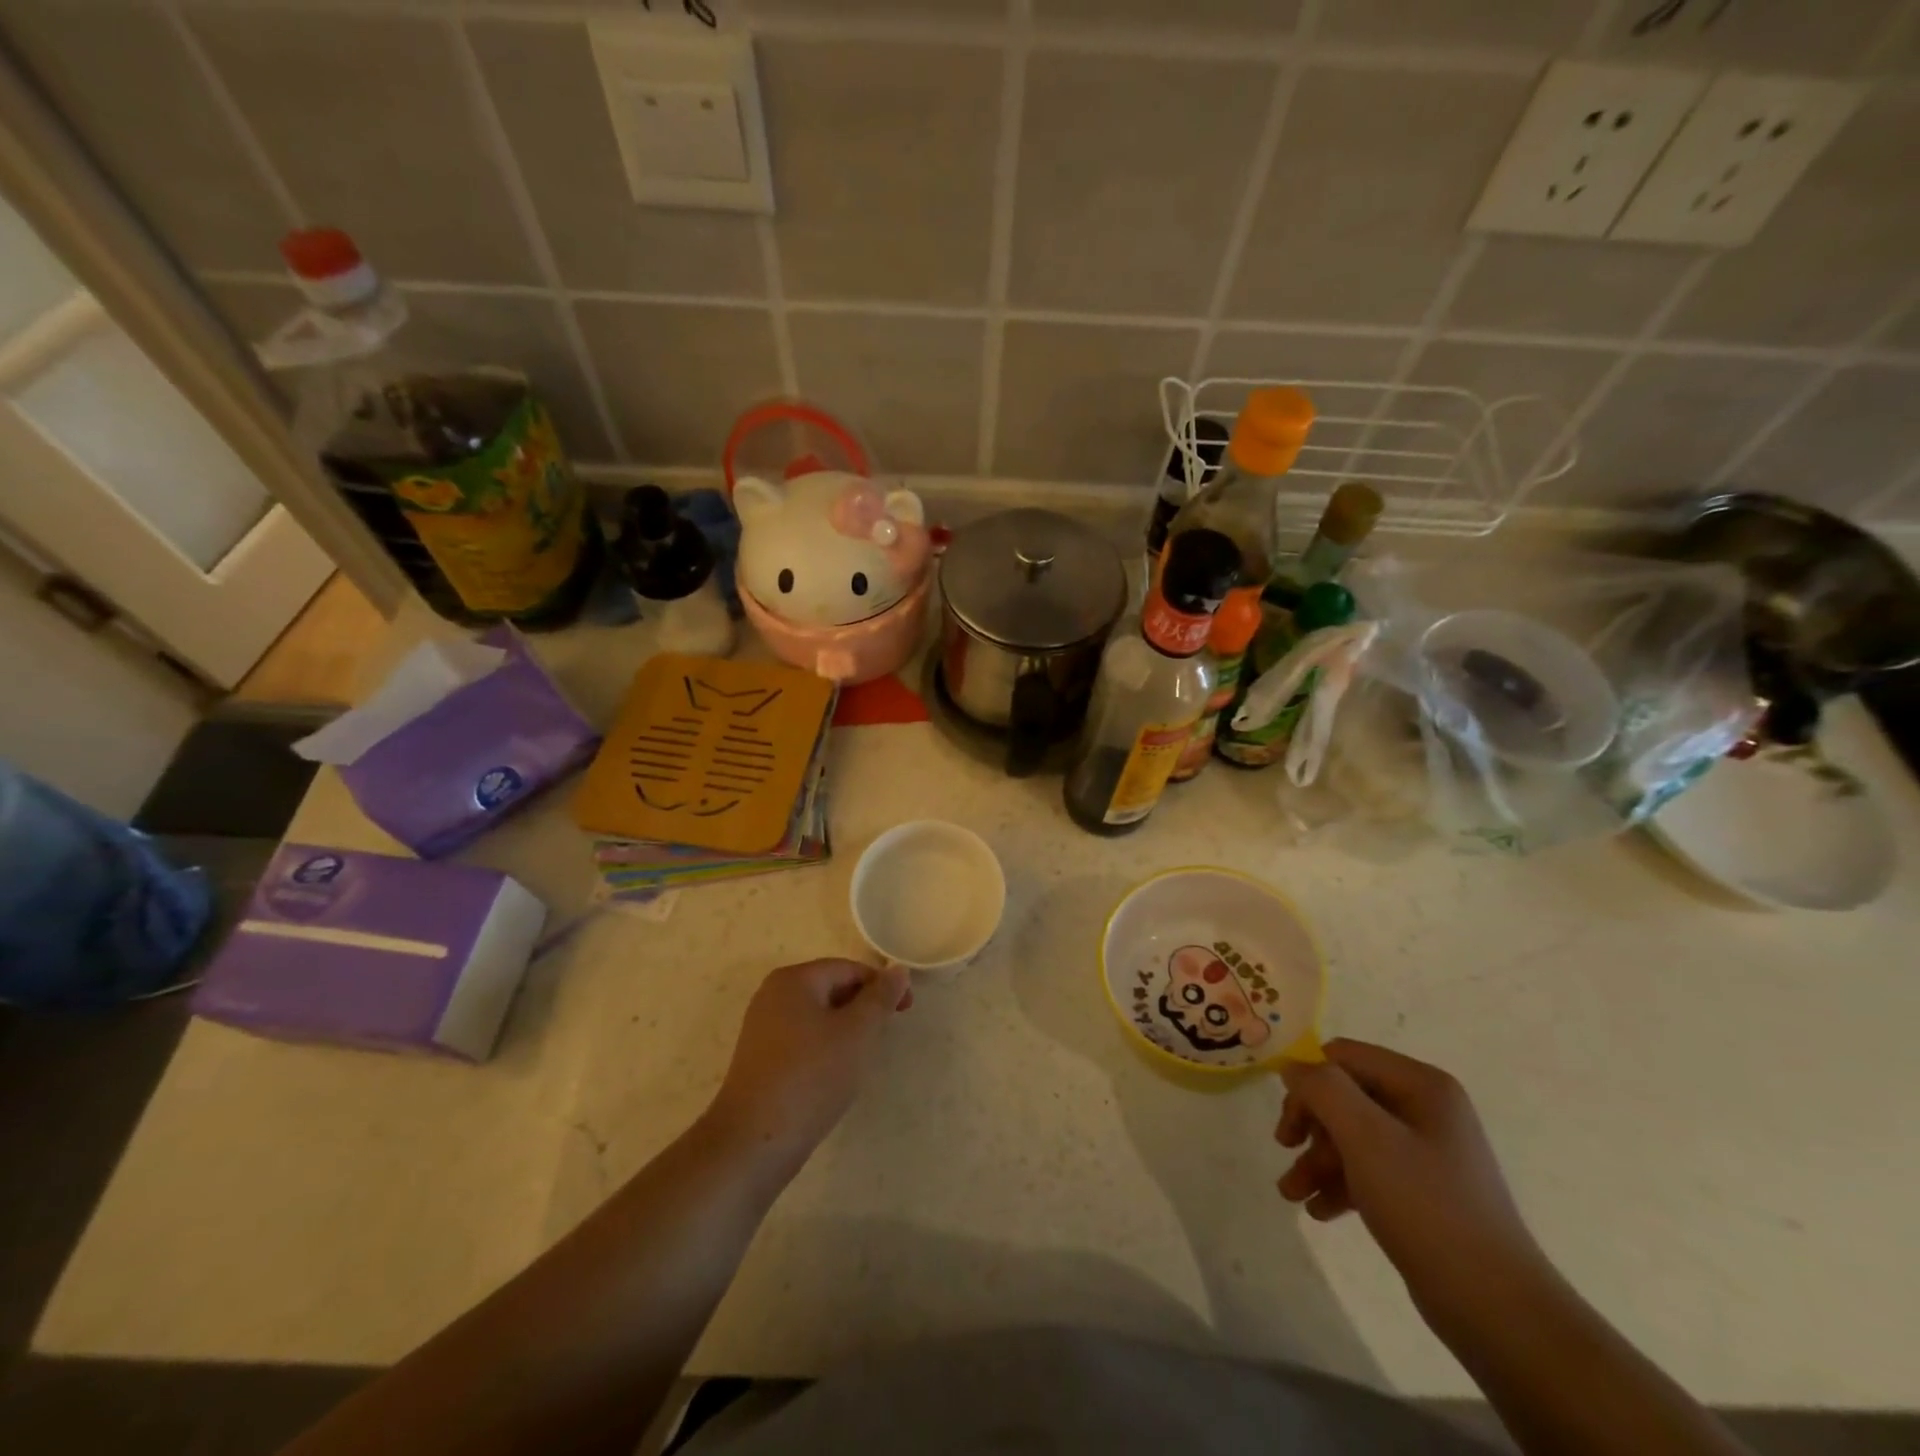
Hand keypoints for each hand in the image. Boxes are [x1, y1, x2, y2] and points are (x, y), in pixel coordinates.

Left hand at [702, 959, 910, 1179]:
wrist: (753, 1142)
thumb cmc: (811, 1076)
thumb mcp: (857, 1033)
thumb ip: (880, 998)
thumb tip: (897, 970)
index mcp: (794, 979)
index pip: (849, 969)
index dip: (882, 985)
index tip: (907, 1010)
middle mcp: (773, 994)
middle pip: (832, 988)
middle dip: (864, 1008)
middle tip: (886, 1036)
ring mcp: (763, 1027)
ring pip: (818, 1016)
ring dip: (846, 1030)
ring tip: (863, 1057)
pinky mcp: (760, 1058)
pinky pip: (803, 1038)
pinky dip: (825, 1047)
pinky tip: (834, 1074)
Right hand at [1277, 1039, 1550, 1325]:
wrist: (1497, 1309)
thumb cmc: (1426, 1207)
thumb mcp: (1365, 1137)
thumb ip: (1322, 1089)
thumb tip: (1293, 1066)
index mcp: (1421, 1085)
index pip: (1344, 1057)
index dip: (1309, 1082)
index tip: (1289, 1122)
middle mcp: (1426, 1109)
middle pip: (1345, 1096)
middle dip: (1311, 1127)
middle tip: (1285, 1150)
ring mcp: (1427, 1152)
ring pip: (1353, 1137)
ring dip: (1317, 1160)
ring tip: (1291, 1195)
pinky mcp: (1424, 1191)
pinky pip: (1370, 1170)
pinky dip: (1340, 1184)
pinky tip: (1318, 1210)